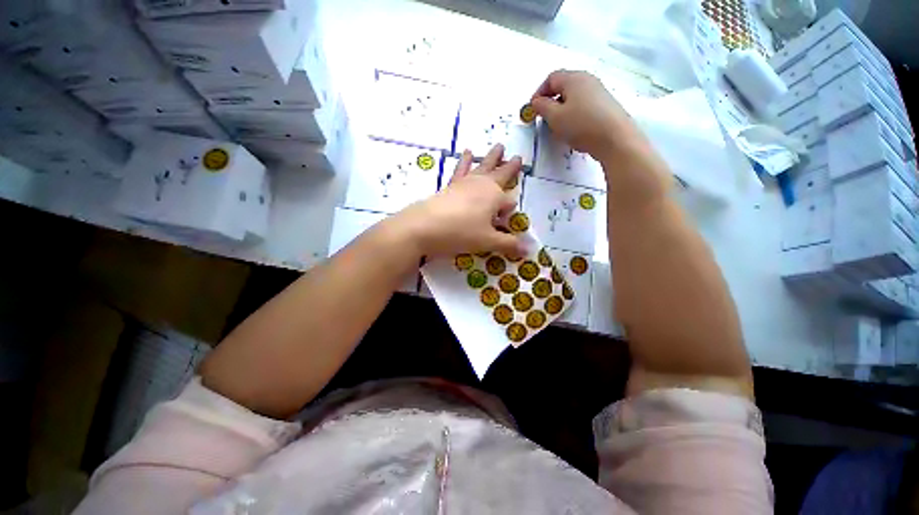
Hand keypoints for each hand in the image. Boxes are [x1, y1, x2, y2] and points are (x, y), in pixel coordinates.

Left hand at [397, 144, 524, 257]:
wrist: (425, 226)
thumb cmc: (461, 233)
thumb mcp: (487, 241)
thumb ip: (509, 244)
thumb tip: (529, 250)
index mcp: (495, 197)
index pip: (509, 204)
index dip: (508, 214)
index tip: (503, 225)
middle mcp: (483, 185)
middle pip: (501, 175)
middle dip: (510, 168)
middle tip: (519, 157)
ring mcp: (466, 183)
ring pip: (483, 167)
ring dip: (492, 158)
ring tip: (499, 146)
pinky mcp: (451, 185)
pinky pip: (461, 169)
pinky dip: (465, 161)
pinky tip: (467, 152)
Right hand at [531, 70, 640, 159]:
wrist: (614, 138)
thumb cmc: (581, 124)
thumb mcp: (555, 117)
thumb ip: (542, 107)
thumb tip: (537, 102)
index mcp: (574, 78)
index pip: (551, 78)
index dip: (539, 93)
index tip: (533, 110)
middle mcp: (587, 80)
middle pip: (563, 86)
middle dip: (550, 102)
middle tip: (544, 119)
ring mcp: (598, 92)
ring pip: (573, 97)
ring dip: (561, 110)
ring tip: (558, 127)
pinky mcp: (605, 105)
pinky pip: (583, 106)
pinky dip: (573, 115)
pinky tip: (573, 130)